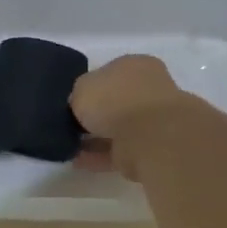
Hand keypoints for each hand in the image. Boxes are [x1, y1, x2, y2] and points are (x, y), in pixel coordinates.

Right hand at [70, 55, 198, 176]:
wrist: (150, 136)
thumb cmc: (114, 99)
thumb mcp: (81, 88)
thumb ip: (79, 95)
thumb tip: (80, 105)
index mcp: (135, 65)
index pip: (110, 73)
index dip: (90, 88)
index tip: (74, 103)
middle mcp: (149, 88)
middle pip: (116, 101)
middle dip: (96, 115)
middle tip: (73, 125)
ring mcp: (154, 119)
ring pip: (119, 128)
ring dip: (96, 138)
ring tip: (72, 147)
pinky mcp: (154, 147)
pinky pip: (121, 150)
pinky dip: (101, 156)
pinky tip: (79, 161)